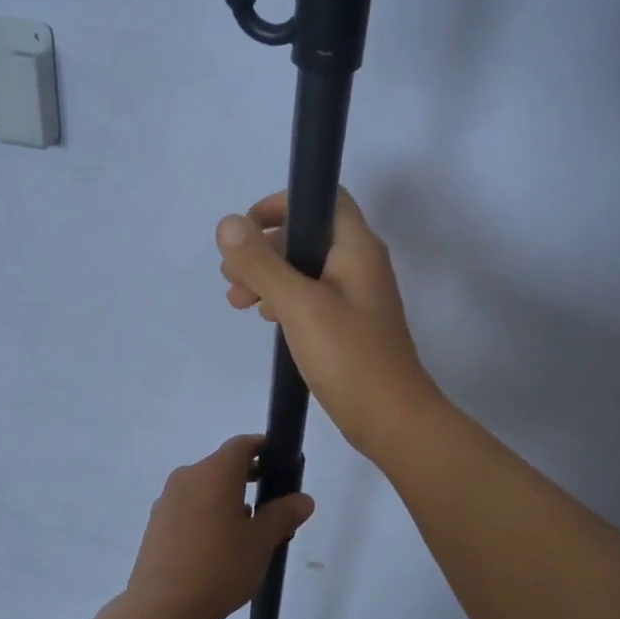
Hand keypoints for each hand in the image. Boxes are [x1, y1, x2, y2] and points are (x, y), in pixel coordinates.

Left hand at [124, 435, 313, 618]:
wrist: (162, 608)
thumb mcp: (261, 542)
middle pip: (222, 467)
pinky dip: (207, 516)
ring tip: (247, 535)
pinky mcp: (155, 524)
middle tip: (271, 507)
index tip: (281, 465)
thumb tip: (303, 499)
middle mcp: (188, 477)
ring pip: (205, 489)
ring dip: (227, 501)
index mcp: (215, 472)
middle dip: (248, 480)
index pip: (242, 445)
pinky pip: (188, 508)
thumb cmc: (220, 566)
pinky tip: (217, 549)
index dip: (264, 449)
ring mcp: (167, 500)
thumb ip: (283, 515)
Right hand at [216, 190, 441, 456]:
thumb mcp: (299, 305)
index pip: (321, 199)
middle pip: (306, 235)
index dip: (281, 204)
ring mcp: (355, 296)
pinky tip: (265, 320)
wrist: (392, 419)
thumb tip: (227, 224)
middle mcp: (359, 264)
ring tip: (237, 303)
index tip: (246, 231)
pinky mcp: (348, 325)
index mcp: (356, 247)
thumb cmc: (349, 357)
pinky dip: (284, 301)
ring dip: (268, 277)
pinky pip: (311, 298)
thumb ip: (262, 264)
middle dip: (264, 249)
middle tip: (231, 277)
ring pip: (304, 269)